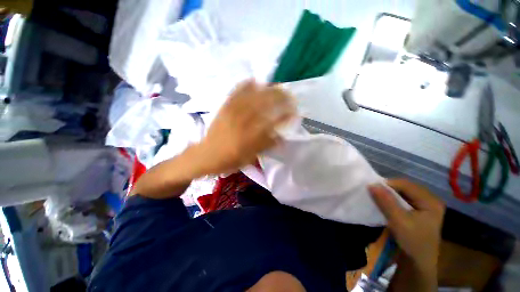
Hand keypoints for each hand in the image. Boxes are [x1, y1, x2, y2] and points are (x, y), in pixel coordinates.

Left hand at [197, 80, 295, 174]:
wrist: (206, 155)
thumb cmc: (230, 159)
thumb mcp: (250, 157)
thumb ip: (266, 146)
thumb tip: (281, 137)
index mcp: (250, 137)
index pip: (273, 122)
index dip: (286, 116)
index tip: (295, 112)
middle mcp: (243, 122)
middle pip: (264, 105)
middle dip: (280, 98)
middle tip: (290, 95)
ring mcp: (232, 112)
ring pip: (253, 96)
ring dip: (267, 89)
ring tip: (277, 86)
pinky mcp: (224, 107)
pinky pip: (236, 93)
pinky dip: (246, 85)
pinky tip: (254, 81)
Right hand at [368, 179, 444, 269]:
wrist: (418, 263)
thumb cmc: (412, 242)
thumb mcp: (398, 221)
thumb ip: (386, 201)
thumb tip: (371, 184)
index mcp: (430, 201)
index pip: (406, 184)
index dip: (388, 184)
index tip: (372, 188)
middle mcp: (430, 200)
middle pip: (405, 187)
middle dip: (388, 189)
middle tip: (374, 193)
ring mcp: (425, 206)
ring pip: (403, 193)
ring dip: (389, 194)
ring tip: (378, 198)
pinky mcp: (419, 212)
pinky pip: (404, 200)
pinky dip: (393, 200)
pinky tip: (386, 204)